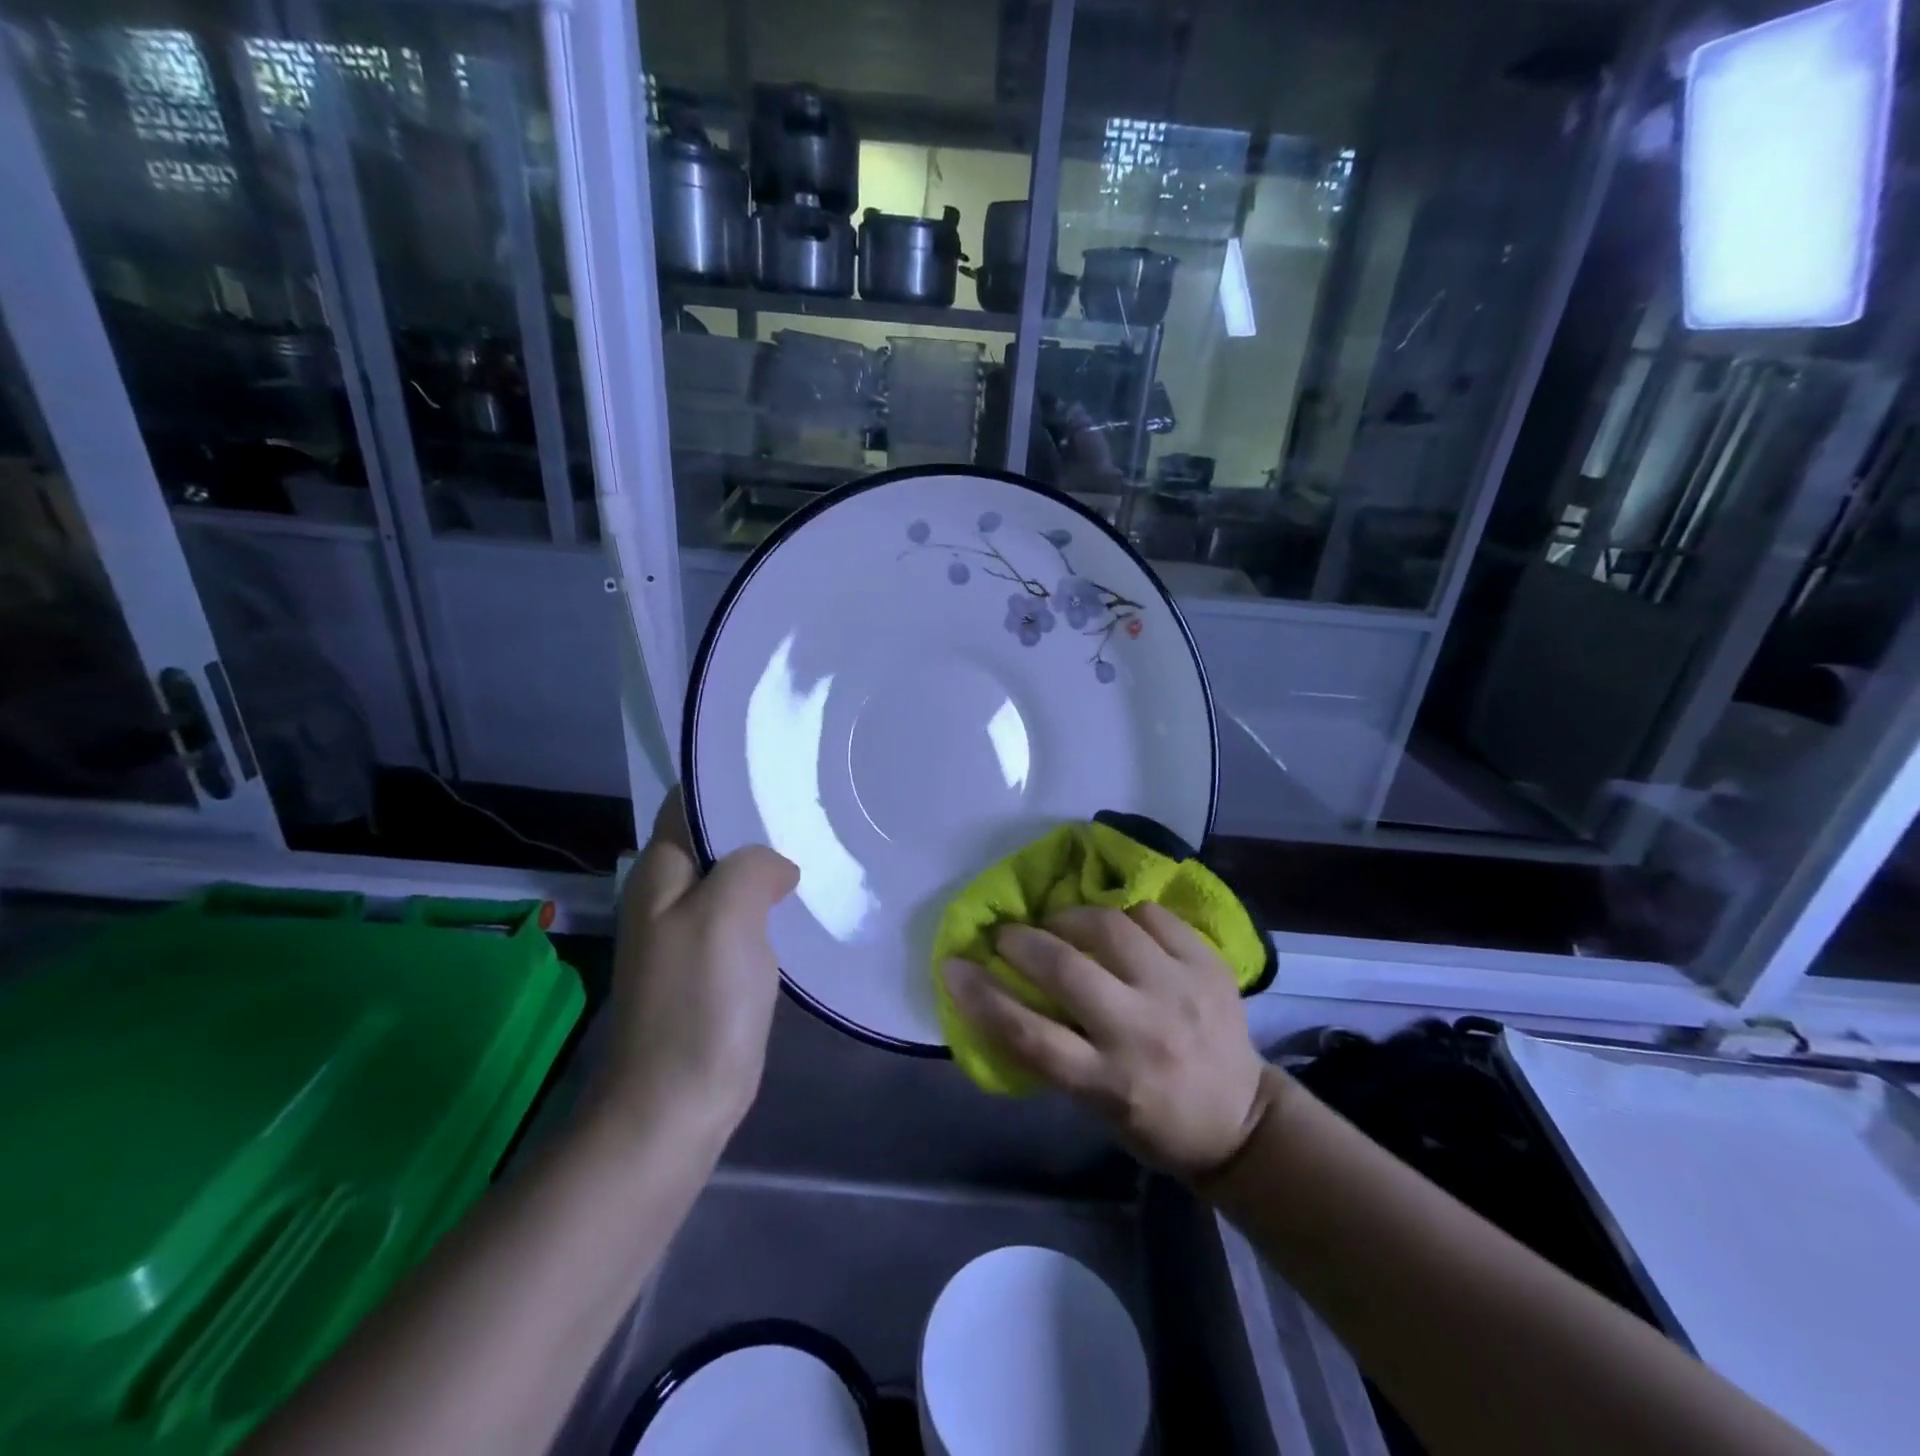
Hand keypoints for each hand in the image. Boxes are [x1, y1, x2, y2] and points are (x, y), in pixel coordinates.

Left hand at [595, 787, 798, 1143]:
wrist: (677, 1102)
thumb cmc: (698, 1001)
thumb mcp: (725, 914)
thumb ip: (751, 866)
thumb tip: (778, 868)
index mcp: (660, 872)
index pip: (689, 802)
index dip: (728, 780)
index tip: (782, 767)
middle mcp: (669, 894)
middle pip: (715, 838)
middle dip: (759, 821)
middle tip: (815, 804)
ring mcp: (691, 932)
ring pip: (734, 878)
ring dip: (769, 864)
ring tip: (821, 843)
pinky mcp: (713, 965)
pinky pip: (745, 916)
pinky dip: (772, 903)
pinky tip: (806, 900)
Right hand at [942, 904, 1268, 1178]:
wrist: (1241, 1120)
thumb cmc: (1152, 1121)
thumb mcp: (1092, 1105)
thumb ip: (1051, 1051)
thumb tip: (1000, 991)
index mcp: (1109, 1082)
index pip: (1029, 1035)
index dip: (981, 995)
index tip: (951, 965)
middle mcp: (1142, 1032)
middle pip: (1065, 969)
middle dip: (1021, 941)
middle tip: (1007, 936)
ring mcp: (1179, 991)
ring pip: (1108, 927)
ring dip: (1068, 917)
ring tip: (1058, 923)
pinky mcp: (1208, 965)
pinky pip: (1152, 914)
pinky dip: (1121, 912)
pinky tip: (1113, 924)